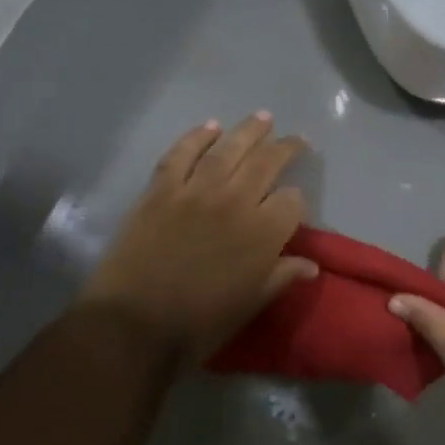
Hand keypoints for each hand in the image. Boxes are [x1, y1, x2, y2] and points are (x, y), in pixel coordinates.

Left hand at [80, 114, 316, 366]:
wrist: (133, 326)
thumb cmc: (198, 324)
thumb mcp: (250, 305)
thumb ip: (281, 277)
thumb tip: (311, 264)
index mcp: (263, 233)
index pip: (292, 200)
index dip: (295, 201)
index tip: (291, 207)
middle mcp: (235, 201)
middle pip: (266, 162)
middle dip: (285, 148)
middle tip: (295, 138)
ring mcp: (195, 191)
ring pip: (228, 149)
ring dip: (248, 130)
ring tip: (263, 118)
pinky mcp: (161, 189)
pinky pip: (182, 154)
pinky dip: (197, 137)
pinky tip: (210, 127)